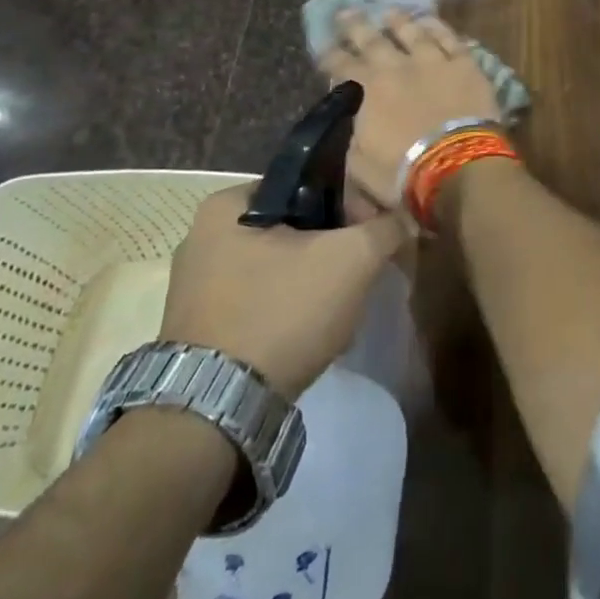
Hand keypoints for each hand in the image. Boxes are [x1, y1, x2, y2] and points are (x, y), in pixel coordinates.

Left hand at [159, 185, 408, 398]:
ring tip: (341, 307)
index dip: (348, 203)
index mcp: (226, 204)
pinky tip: (309, 333)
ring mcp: (195, 287)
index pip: (304, 184)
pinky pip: (256, 302)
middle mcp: (200, 237)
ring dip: (311, 281)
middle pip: (291, 228)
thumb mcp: (352, 259)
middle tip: (362, 270)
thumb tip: (404, 217)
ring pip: (276, 267)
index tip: (374, 230)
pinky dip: (285, 310)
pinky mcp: (198, 328)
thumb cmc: (280, 313)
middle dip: (330, 247)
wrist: (216, 414)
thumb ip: (385, 228)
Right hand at [318, 9, 503, 206]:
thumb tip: (353, 120)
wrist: (457, 166)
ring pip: (412, 32)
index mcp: (367, 90)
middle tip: (346, 11)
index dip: (330, 55)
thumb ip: (353, 135)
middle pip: (372, 40)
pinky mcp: (464, 64)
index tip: (323, 44)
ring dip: (398, 21)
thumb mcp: (359, 164)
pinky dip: (438, 27)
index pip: (342, 66)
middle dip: (356, 25)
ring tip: (389, 11)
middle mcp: (396, 67)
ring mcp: (433, 61)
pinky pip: (449, 38)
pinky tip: (430, 21)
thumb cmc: (403, 174)